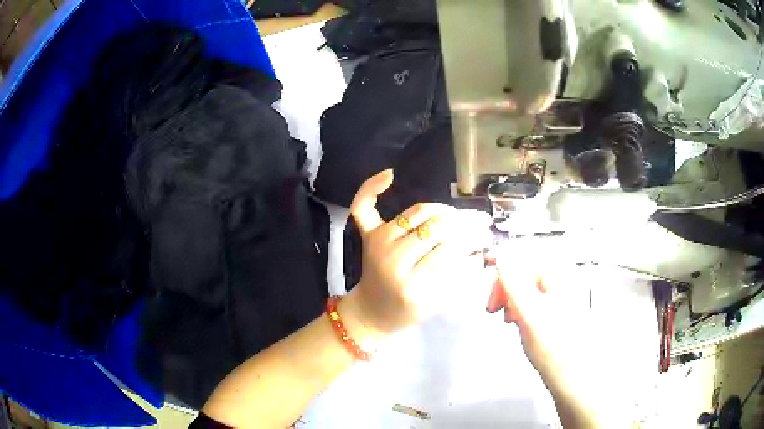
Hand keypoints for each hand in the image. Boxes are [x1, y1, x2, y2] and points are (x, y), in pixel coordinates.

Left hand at [341, 170, 492, 339]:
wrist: (370, 312)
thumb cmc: (406, 312)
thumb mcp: (437, 304)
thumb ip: (459, 276)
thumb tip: (479, 248)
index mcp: (412, 286)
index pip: (448, 251)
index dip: (468, 240)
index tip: (481, 234)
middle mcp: (392, 260)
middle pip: (434, 229)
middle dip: (457, 224)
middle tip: (471, 223)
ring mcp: (377, 243)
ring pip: (415, 214)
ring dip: (437, 210)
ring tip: (449, 215)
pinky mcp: (367, 235)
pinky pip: (363, 206)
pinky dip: (372, 187)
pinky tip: (390, 175)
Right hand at [487, 254, 604, 427]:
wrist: (568, 376)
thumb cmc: (553, 346)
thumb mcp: (529, 313)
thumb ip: (513, 283)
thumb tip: (501, 256)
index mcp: (558, 277)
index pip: (529, 254)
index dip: (506, 255)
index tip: (486, 262)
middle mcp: (559, 283)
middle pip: (525, 271)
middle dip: (505, 284)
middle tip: (492, 304)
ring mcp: (556, 298)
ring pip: (525, 287)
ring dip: (509, 296)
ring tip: (503, 315)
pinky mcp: (551, 312)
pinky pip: (529, 300)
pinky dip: (516, 306)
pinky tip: (513, 320)